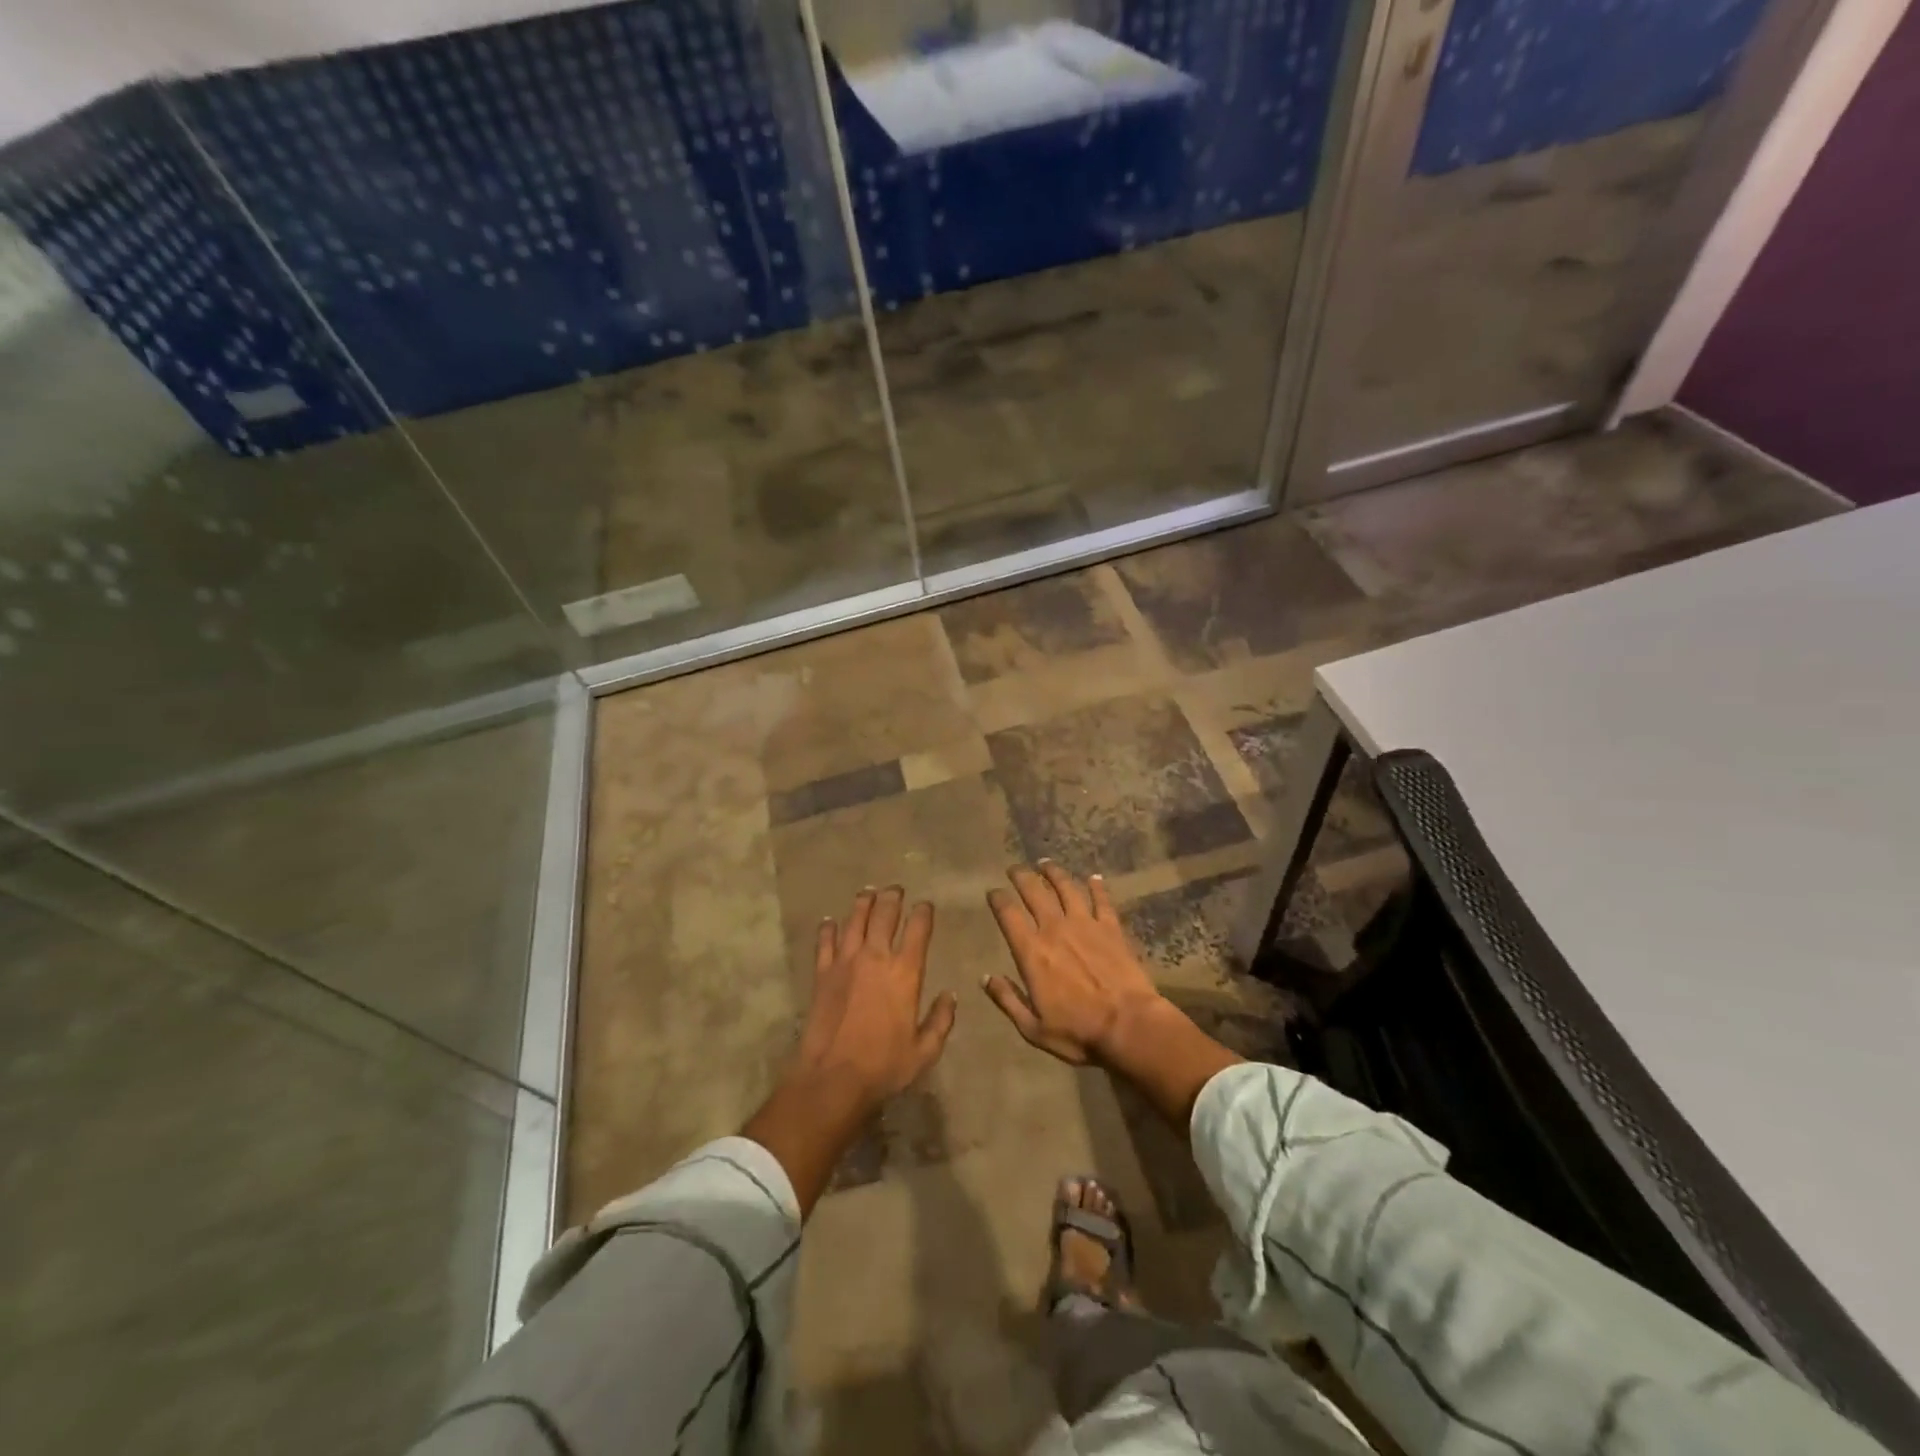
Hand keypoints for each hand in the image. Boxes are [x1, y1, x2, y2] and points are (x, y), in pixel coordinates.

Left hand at [788, 885, 956, 1111]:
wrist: (833, 1078)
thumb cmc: (884, 1066)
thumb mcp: (925, 1050)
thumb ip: (941, 1020)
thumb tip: (950, 995)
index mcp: (906, 972)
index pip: (918, 929)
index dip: (923, 912)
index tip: (926, 905)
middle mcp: (876, 957)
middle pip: (885, 914)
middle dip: (893, 897)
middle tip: (896, 889)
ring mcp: (845, 962)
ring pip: (855, 920)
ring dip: (863, 903)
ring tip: (868, 892)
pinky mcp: (822, 973)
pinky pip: (825, 942)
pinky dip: (828, 928)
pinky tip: (830, 921)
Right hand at [982, 862, 1165, 1066]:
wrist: (1128, 1025)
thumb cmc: (1078, 1032)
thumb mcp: (1032, 1027)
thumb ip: (1007, 1000)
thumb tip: (985, 978)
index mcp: (1032, 952)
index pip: (1008, 915)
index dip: (998, 899)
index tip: (993, 892)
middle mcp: (1055, 929)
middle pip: (1034, 893)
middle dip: (1021, 877)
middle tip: (1014, 868)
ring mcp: (1086, 924)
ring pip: (1066, 888)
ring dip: (1054, 873)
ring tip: (1045, 864)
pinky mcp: (1111, 928)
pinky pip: (1102, 900)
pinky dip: (1097, 887)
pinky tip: (1093, 877)